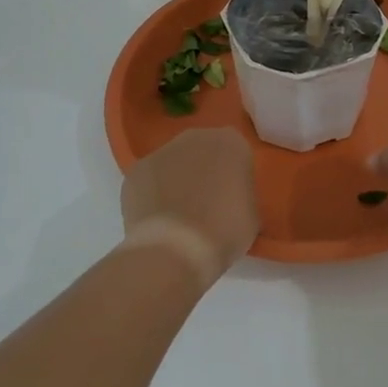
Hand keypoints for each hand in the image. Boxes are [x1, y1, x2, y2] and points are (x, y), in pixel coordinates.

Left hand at [120, 128, 258, 285]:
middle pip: (203, 151)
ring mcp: (160, 152)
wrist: (175, 249)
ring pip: (173, 164)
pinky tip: (158, 221)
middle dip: (204, 172)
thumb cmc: (224, 230)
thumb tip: (231, 200)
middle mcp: (195, 137)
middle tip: (208, 205)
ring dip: (177, 182)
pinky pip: (150, 181)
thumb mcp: (251, 214)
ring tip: (180, 218)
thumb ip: (242, 195)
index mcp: (230, 142)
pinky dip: (153, 196)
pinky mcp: (135, 171)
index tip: (234, 199)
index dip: (235, 176)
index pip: (236, 153)